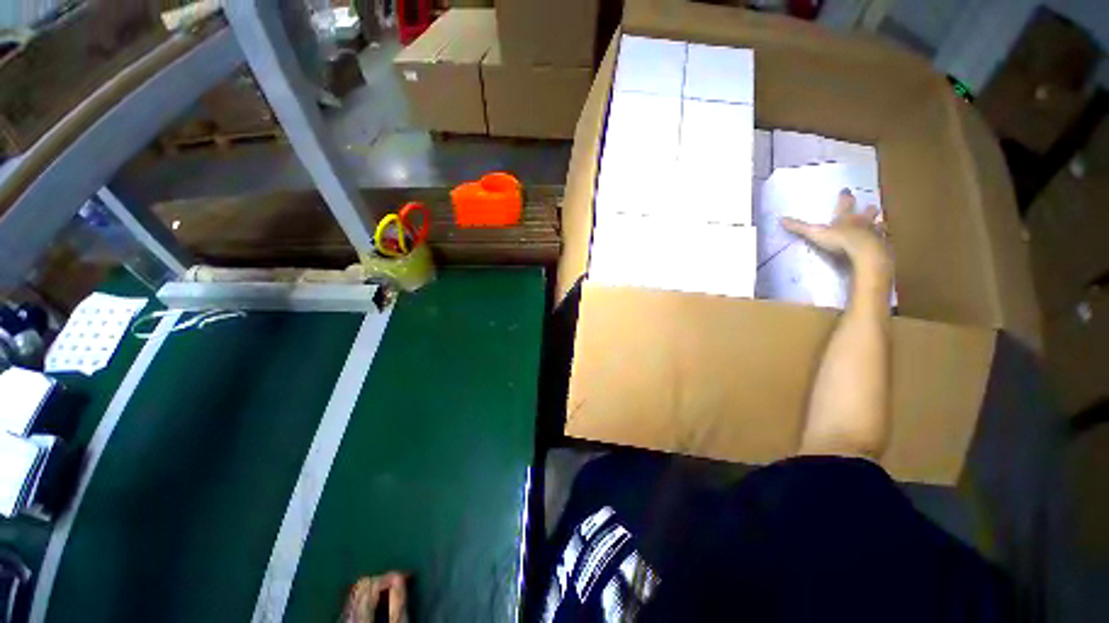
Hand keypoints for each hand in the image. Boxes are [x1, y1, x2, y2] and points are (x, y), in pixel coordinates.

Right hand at [781, 189, 891, 280]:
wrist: (864, 252)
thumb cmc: (840, 240)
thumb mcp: (815, 233)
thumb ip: (799, 227)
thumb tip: (781, 219)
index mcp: (846, 217)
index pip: (845, 204)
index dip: (844, 197)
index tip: (845, 190)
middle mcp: (862, 222)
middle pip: (867, 212)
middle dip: (868, 209)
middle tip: (871, 206)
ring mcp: (874, 233)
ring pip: (878, 225)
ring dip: (879, 224)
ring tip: (881, 223)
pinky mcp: (881, 246)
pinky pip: (883, 241)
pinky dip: (883, 241)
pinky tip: (884, 243)